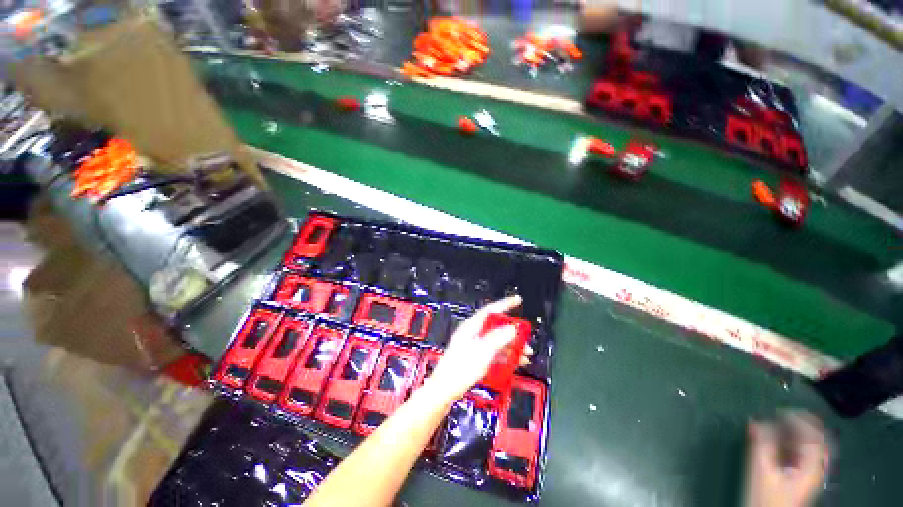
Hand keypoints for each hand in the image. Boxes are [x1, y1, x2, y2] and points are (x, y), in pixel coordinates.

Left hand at [425, 295, 527, 403]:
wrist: (445, 390)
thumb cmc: (459, 368)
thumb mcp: (482, 351)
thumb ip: (498, 337)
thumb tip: (512, 327)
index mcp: (472, 327)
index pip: (491, 310)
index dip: (505, 304)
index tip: (517, 300)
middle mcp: (473, 333)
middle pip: (496, 327)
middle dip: (513, 333)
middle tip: (526, 340)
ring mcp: (474, 346)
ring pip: (497, 341)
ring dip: (511, 347)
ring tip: (525, 355)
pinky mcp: (475, 358)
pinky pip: (494, 352)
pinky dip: (505, 356)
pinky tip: (514, 363)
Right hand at [744, 412, 829, 506]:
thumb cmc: (767, 497)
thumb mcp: (761, 471)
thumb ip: (761, 444)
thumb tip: (757, 419)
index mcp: (812, 466)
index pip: (814, 434)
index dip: (799, 418)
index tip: (779, 409)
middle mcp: (817, 468)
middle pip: (817, 440)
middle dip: (801, 424)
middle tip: (782, 414)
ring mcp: (810, 475)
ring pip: (811, 447)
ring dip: (796, 433)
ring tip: (777, 425)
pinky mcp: (802, 479)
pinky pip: (804, 455)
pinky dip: (793, 443)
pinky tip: (780, 442)